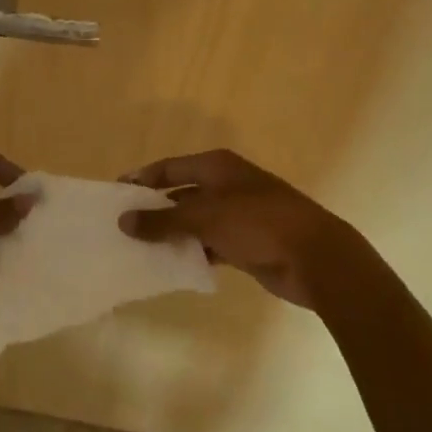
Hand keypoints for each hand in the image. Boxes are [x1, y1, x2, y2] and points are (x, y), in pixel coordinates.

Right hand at [118, 149, 355, 308]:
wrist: (315, 257)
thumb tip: (123, 221)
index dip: (142, 179)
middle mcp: (225, 185)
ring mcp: (238, 214)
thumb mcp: (205, 218)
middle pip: (180, 194)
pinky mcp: (246, 243)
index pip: (169, 168)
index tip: (116, 193)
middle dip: (154, 209)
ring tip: (139, 248)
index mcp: (217, 166)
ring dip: (172, 234)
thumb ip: (162, 221)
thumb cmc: (258, 222)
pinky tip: (172, 266)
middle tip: (122, 225)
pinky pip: (209, 244)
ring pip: (195, 221)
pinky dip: (192, 252)